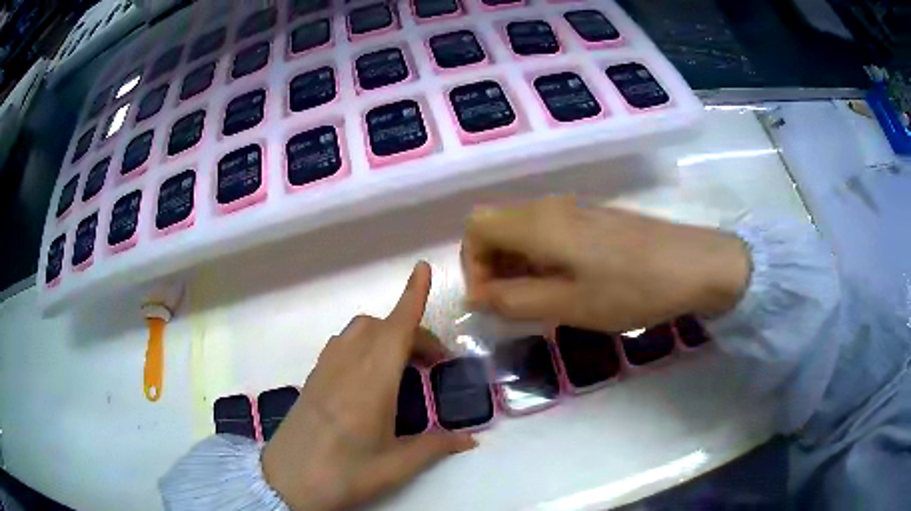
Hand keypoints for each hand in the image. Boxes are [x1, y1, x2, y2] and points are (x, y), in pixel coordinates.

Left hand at [262, 262, 476, 509]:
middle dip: (412, 330)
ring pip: (359, 330)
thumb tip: (470, 439)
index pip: (396, 329)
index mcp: (371, 384)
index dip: (412, 297)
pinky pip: (342, 344)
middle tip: (433, 363)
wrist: (286, 481)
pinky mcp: (312, 378)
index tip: (423, 268)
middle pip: (381, 327)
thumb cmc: (343, 474)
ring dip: (385, 334)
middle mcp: (347, 366)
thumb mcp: (394, 467)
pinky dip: (364, 343)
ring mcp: (325, 369)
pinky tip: (370, 374)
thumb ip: (434, 447)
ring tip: (402, 365)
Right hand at [462, 197, 749, 331]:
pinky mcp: (595, 219)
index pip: (476, 227)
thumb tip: (477, 296)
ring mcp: (575, 209)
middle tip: (515, 305)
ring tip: (543, 300)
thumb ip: (513, 301)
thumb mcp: (568, 305)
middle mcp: (550, 207)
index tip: (491, 300)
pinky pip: (550, 233)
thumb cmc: (630, 288)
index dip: (472, 264)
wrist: (694, 265)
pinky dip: (542, 259)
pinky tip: (570, 284)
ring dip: (518, 265)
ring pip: (524, 230)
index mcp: (537, 223)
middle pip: (497, 226)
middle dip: (493, 267)